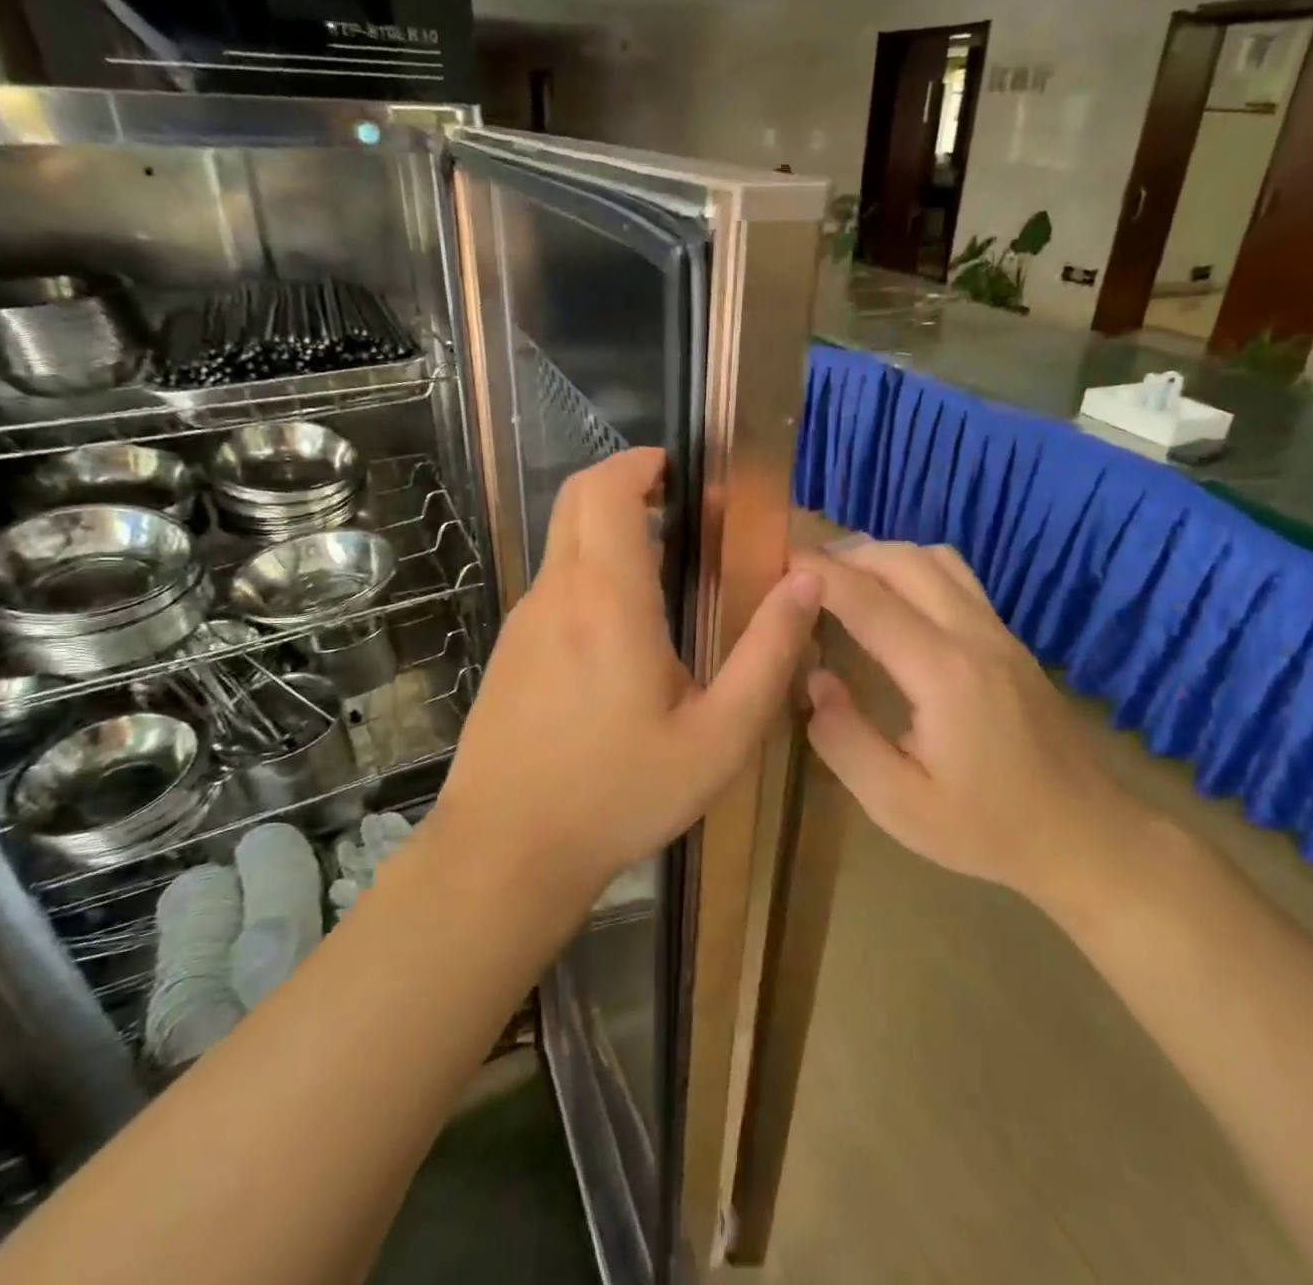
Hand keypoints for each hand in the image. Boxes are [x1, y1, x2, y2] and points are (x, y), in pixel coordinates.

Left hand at [436, 449, 821, 900]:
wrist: (506, 849)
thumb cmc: (618, 793)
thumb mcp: (718, 737)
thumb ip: (768, 655)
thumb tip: (806, 583)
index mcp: (607, 600)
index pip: (606, 491)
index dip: (639, 464)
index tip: (678, 469)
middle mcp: (556, 594)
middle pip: (575, 501)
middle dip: (622, 483)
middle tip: (677, 506)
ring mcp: (524, 621)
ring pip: (564, 543)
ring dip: (608, 531)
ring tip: (665, 567)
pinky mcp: (510, 650)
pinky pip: (554, 585)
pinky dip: (590, 572)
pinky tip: (623, 630)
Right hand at [795, 540, 1139, 911]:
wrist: (1085, 835)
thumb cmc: (986, 829)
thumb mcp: (899, 806)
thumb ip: (845, 741)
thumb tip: (815, 679)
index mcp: (944, 675)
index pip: (869, 601)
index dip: (819, 575)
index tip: (776, 560)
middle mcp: (973, 636)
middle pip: (903, 561)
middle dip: (845, 554)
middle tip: (799, 572)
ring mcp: (998, 632)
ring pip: (935, 557)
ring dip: (881, 555)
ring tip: (839, 577)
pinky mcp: (1008, 639)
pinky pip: (956, 576)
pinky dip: (911, 566)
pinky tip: (890, 597)